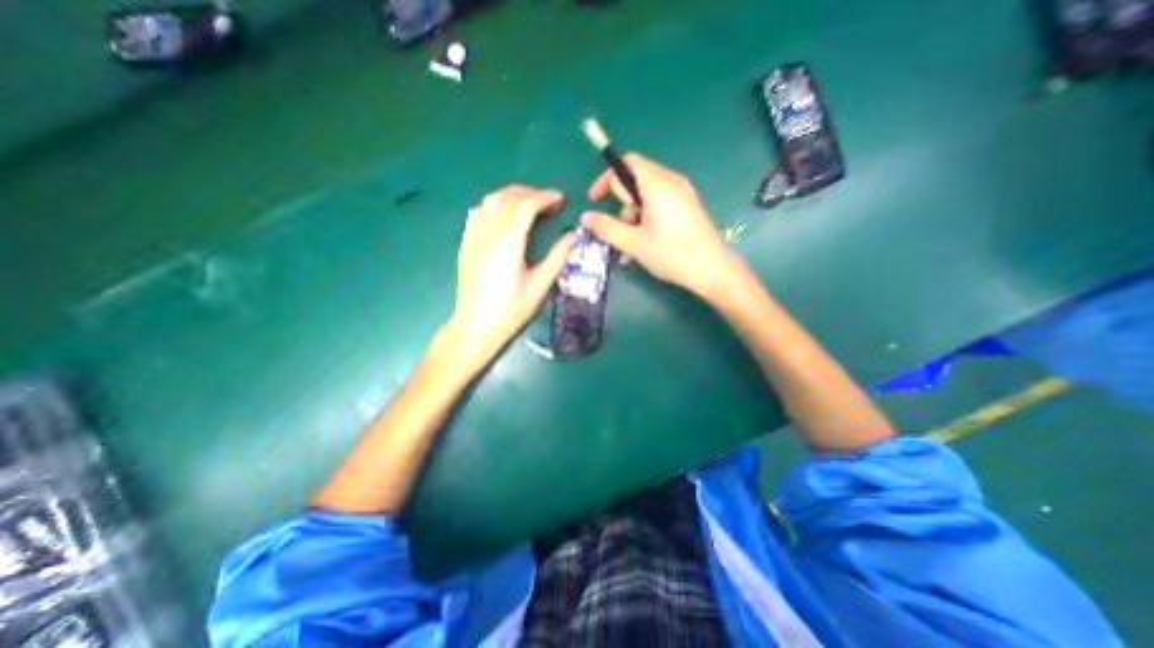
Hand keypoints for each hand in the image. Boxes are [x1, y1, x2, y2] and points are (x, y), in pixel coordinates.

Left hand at [451, 186, 575, 372]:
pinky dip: (494, 206)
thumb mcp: (539, 285)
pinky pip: (478, 213)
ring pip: (490, 201)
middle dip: (531, 193)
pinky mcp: (465, 244)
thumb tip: (573, 236)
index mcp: (507, 242)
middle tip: (549, 202)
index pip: (526, 205)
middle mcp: (487, 233)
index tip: (560, 200)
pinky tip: (503, 217)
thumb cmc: (510, 309)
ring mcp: (472, 236)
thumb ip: (557, 257)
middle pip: (508, 197)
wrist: (476, 325)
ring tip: (528, 204)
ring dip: (511, 196)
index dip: (545, 198)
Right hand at [581, 151, 733, 296]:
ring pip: (646, 196)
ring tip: (631, 248)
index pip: (626, 163)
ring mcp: (682, 193)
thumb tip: (584, 217)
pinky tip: (644, 244)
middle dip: (621, 205)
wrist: (712, 270)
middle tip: (620, 231)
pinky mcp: (687, 206)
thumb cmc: (672, 254)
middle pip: (635, 181)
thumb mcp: (634, 243)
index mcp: (657, 184)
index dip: (606, 179)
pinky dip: (646, 219)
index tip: (594, 200)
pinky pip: (660, 204)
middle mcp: (671, 181)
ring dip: (633, 218)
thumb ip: (607, 228)